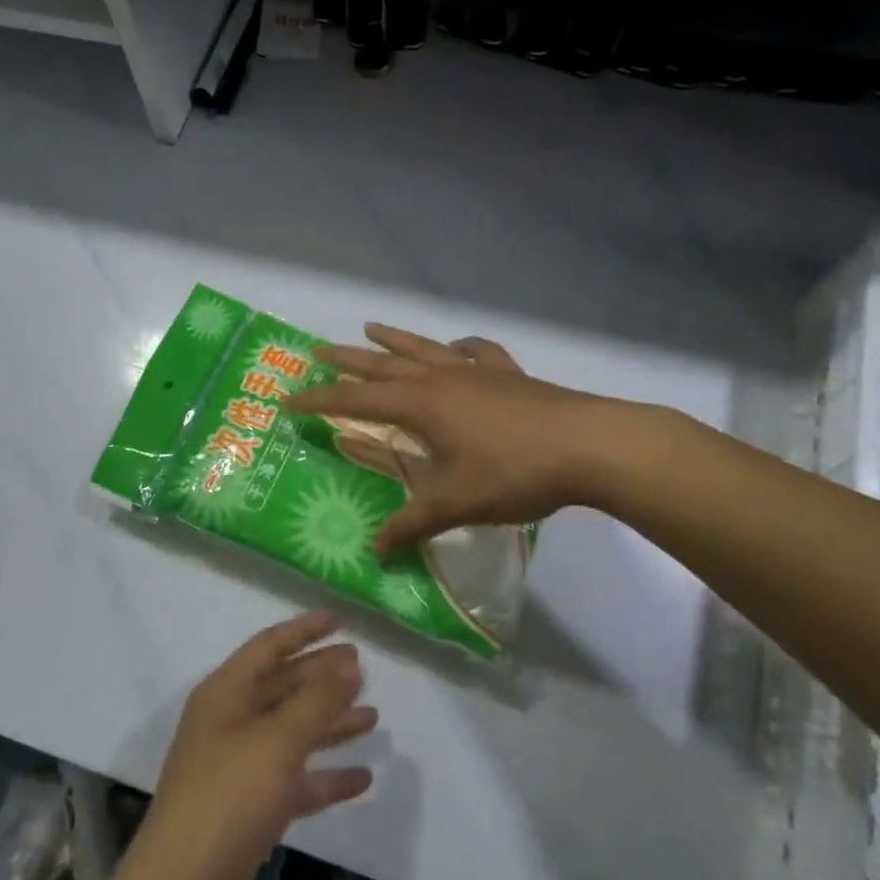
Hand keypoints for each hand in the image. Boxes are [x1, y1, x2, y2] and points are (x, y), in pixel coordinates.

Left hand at [133, 611, 376, 879]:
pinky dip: (324, 776)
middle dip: (321, 677)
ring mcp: (238, 766)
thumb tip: (349, 663)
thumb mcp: (277, 741)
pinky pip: (294, 780)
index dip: (304, 631)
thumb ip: (316, 701)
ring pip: (291, 733)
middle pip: (282, 688)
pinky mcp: (249, 808)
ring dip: (329, 724)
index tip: (340, 620)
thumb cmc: (229, 797)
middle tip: (364, 669)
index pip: (268, 647)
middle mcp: (229, 722)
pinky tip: (362, 778)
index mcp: (225, 694)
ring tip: (372, 717)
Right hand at [285, 323, 645, 552]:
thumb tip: (375, 551)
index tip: (287, 399)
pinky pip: (478, 353)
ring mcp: (479, 372)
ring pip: (426, 349)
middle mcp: (443, 379)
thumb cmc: (515, 472)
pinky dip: (461, 348)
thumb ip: (413, 524)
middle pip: (384, 364)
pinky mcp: (511, 376)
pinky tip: (459, 347)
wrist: (591, 445)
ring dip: (396, 340)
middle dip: (348, 360)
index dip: (320, 401)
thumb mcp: (457, 503)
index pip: (356, 400)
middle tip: (317, 351)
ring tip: (372, 328)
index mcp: (422, 405)